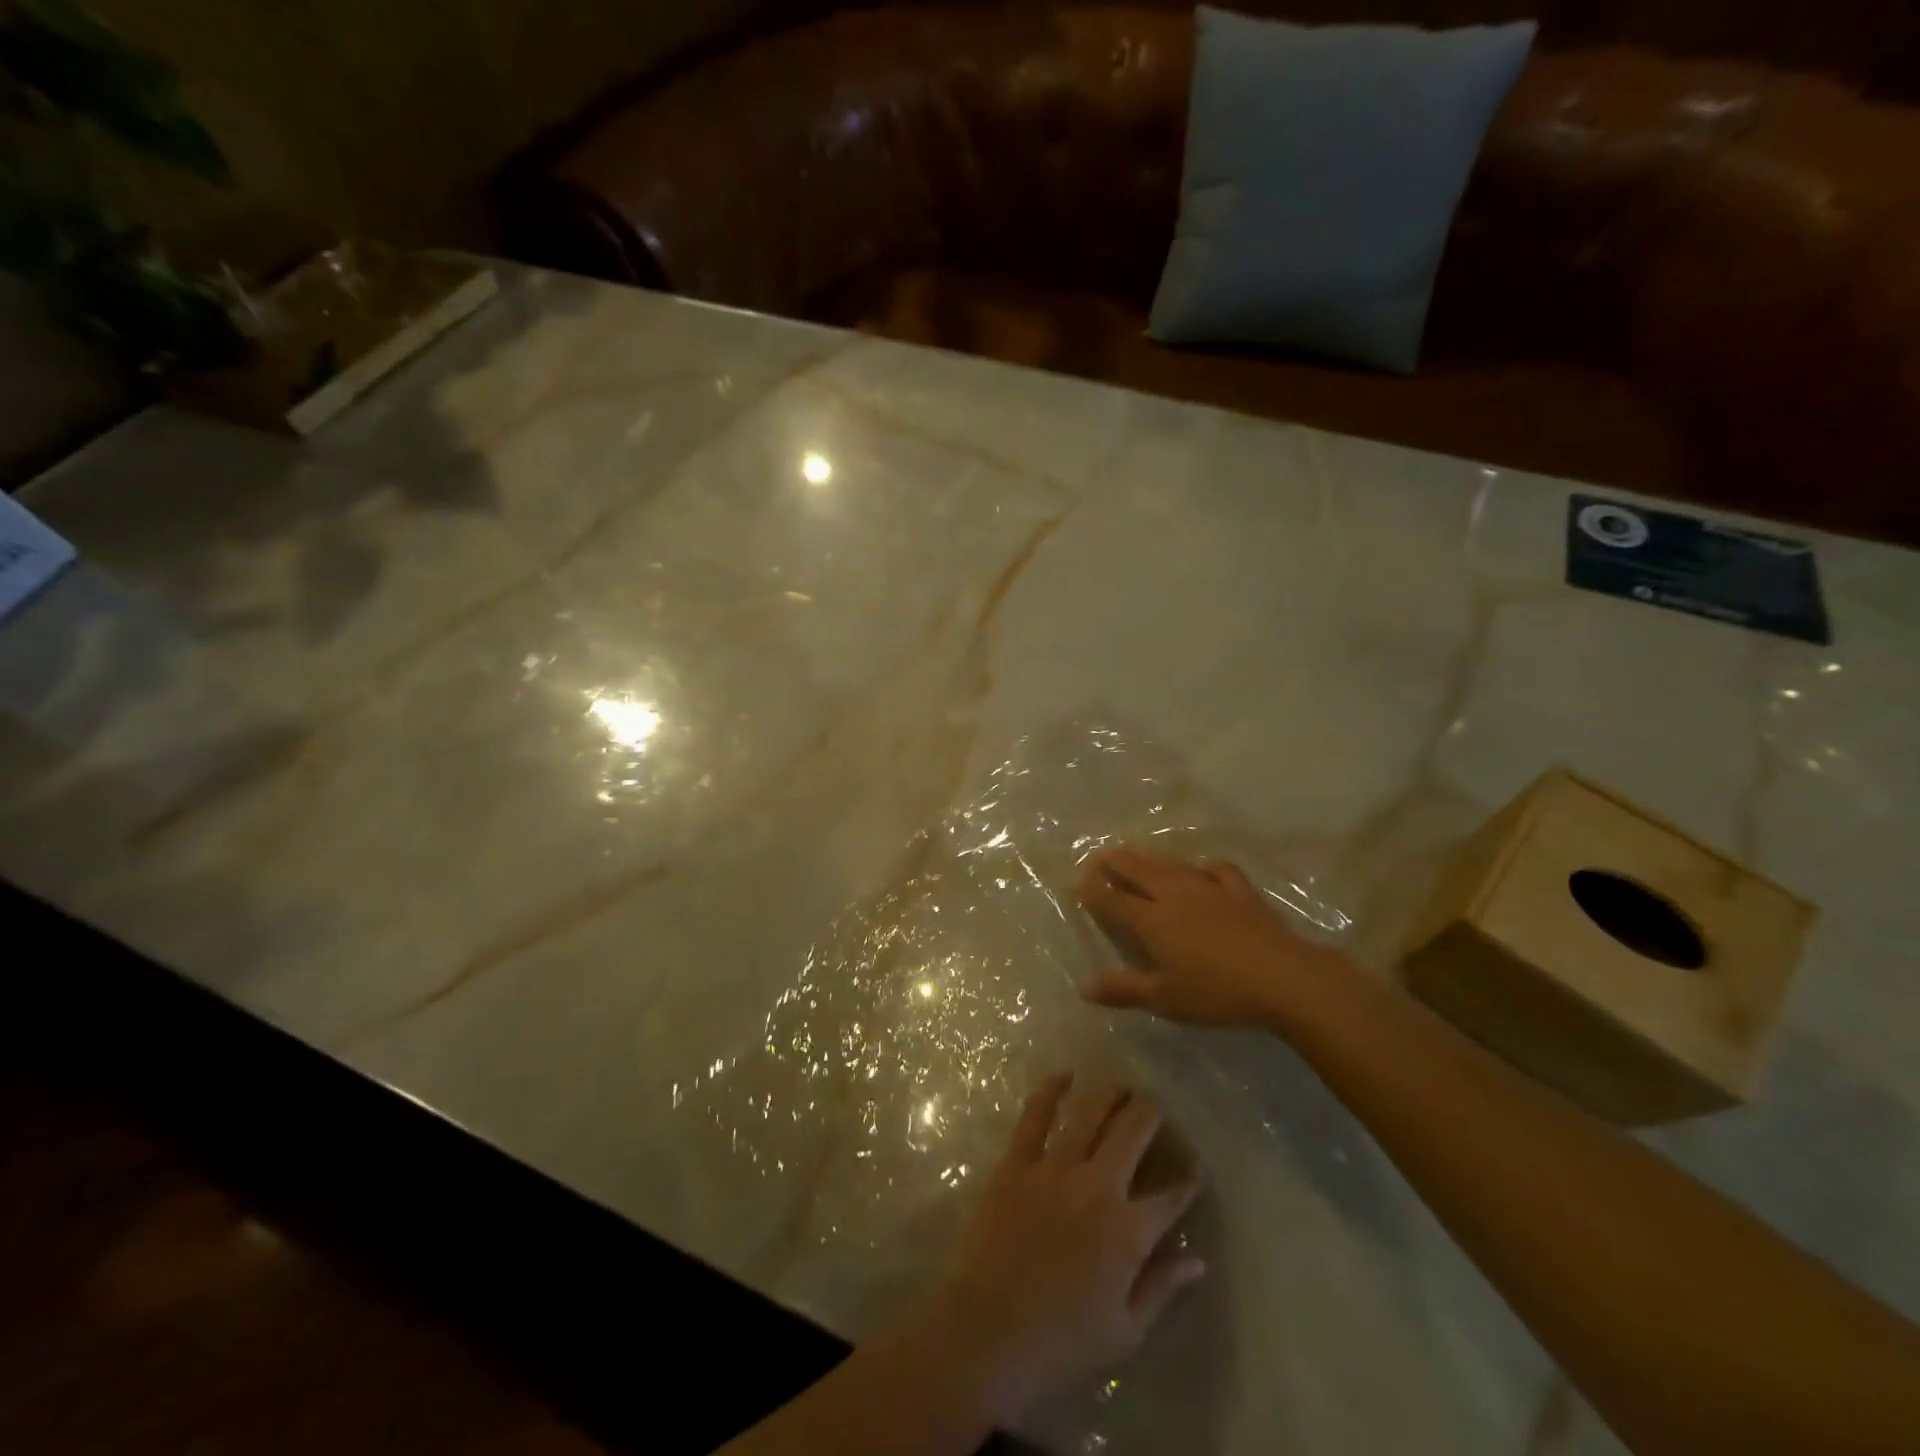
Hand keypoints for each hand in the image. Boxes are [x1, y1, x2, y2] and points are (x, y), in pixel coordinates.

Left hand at [916, 1074, 1203, 1428]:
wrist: (988, 1332)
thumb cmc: (1061, 1343)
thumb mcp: (1125, 1331)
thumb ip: (1162, 1287)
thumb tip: (1198, 1259)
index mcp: (1127, 1231)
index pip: (1169, 1199)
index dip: (1186, 1182)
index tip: (1194, 1169)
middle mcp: (1097, 1187)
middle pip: (1132, 1135)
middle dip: (1149, 1116)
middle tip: (1155, 1107)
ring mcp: (1054, 1168)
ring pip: (1089, 1116)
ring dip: (1109, 1096)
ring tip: (1121, 1087)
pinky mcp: (1017, 1162)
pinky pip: (1035, 1115)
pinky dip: (1051, 1090)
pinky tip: (1064, 1074)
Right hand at [1076, 846, 1339, 1026]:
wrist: (1282, 978)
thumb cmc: (1216, 992)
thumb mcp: (1165, 998)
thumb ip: (1123, 990)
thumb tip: (1084, 988)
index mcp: (1151, 919)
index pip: (1113, 900)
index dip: (1094, 892)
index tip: (1079, 884)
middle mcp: (1174, 895)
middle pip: (1138, 872)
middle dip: (1116, 863)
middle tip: (1100, 856)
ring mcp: (1209, 888)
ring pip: (1171, 866)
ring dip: (1150, 858)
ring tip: (1136, 854)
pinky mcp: (1240, 891)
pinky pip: (1216, 871)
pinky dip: (1202, 868)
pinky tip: (1201, 871)